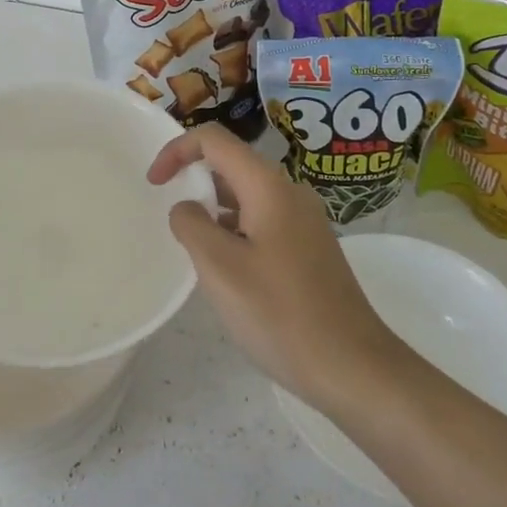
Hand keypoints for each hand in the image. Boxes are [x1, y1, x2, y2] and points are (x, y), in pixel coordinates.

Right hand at [148, 125, 405, 411]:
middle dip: (195, 182)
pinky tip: (228, 271)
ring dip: (215, 210)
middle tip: (173, 223)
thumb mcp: (220, 268)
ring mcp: (305, 220)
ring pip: (247, 196)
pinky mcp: (310, 248)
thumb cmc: (280, 314)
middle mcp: (290, 192)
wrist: (352, 367)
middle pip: (232, 165)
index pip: (215, 140)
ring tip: (196, 252)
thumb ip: (192, 226)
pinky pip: (263, 221)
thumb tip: (187, 208)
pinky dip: (235, 231)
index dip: (177, 150)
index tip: (153, 184)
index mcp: (268, 186)